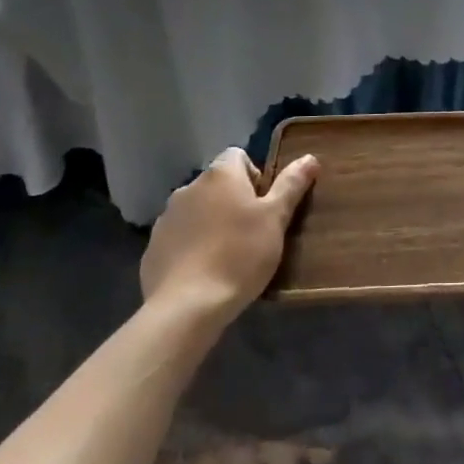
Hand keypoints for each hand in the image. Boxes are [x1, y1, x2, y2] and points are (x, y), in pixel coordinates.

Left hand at [142, 148, 319, 321]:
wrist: (186, 307)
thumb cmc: (239, 255)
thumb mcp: (276, 219)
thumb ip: (291, 185)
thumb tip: (310, 158)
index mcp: (220, 175)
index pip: (239, 156)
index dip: (256, 177)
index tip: (265, 207)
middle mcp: (189, 187)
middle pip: (218, 184)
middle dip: (234, 202)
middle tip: (252, 233)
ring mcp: (166, 218)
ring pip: (198, 210)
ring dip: (212, 223)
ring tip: (228, 256)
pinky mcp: (153, 248)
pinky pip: (180, 237)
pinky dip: (192, 246)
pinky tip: (204, 272)